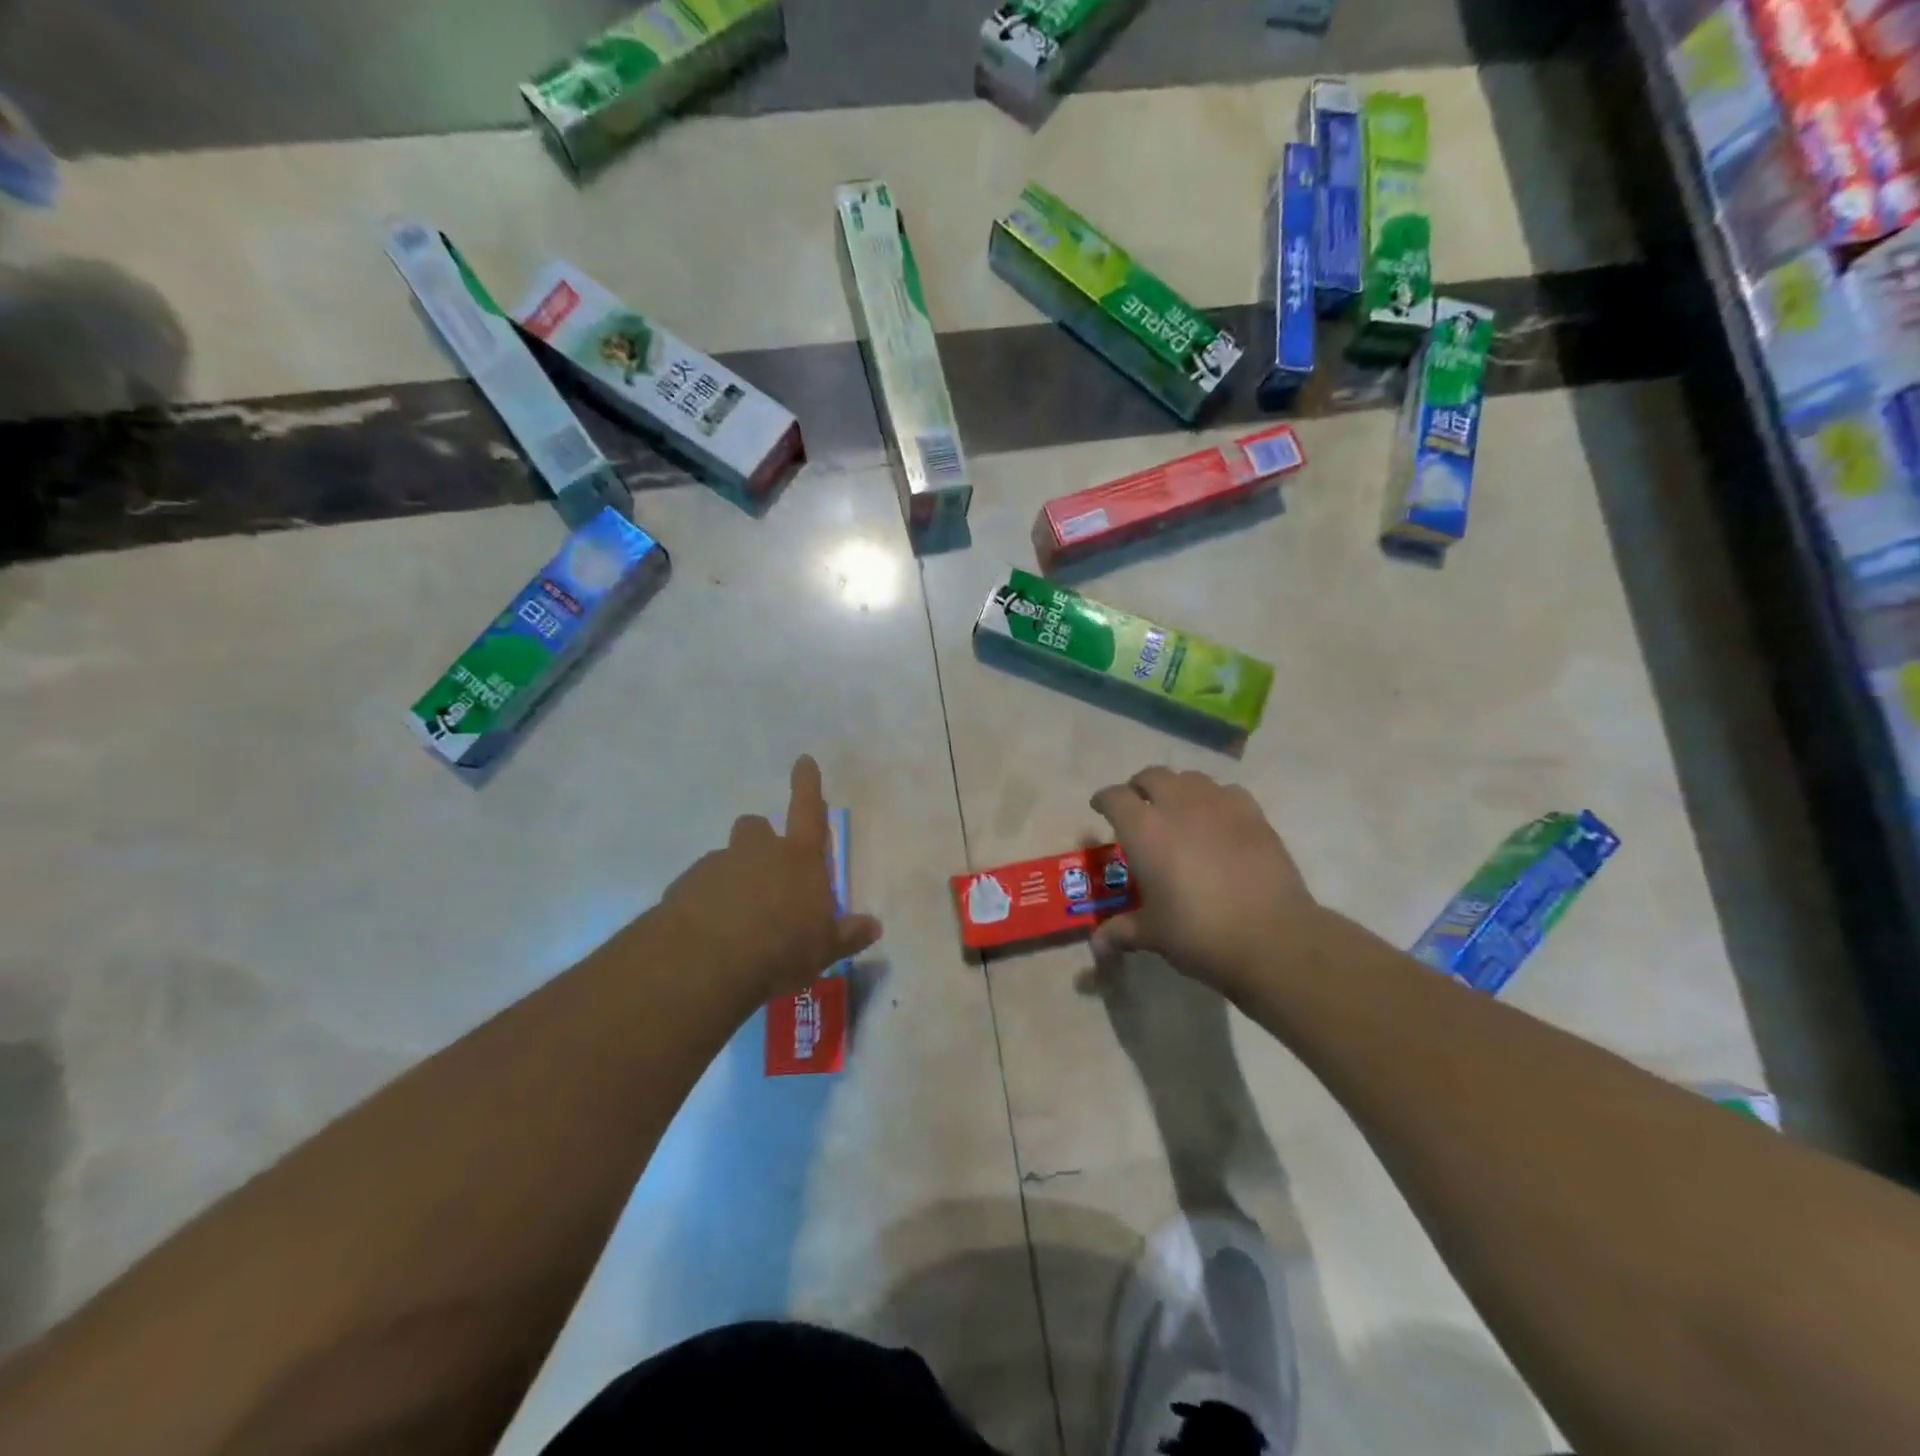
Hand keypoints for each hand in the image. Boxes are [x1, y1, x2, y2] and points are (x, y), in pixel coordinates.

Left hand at [655, 756, 881, 1001]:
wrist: (705, 962)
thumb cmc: (780, 948)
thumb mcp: (824, 949)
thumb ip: (847, 934)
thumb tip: (874, 926)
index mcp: (798, 859)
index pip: (807, 811)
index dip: (807, 785)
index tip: (803, 760)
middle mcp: (757, 851)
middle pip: (756, 828)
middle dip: (760, 842)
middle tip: (765, 876)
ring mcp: (717, 865)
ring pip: (726, 859)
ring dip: (732, 878)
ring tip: (735, 918)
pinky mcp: (684, 886)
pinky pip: (699, 886)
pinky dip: (705, 901)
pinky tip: (709, 932)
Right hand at [1089, 767, 1322, 998]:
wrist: (1271, 938)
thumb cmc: (1199, 933)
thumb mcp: (1153, 934)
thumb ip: (1122, 931)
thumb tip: (1098, 944)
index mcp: (1144, 829)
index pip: (1114, 798)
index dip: (1104, 800)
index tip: (1100, 808)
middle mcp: (1178, 805)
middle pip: (1152, 776)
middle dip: (1140, 787)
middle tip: (1138, 807)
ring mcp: (1219, 805)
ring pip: (1190, 778)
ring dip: (1177, 788)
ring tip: (1177, 810)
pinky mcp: (1254, 815)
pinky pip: (1227, 792)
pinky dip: (1214, 800)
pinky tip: (1217, 821)